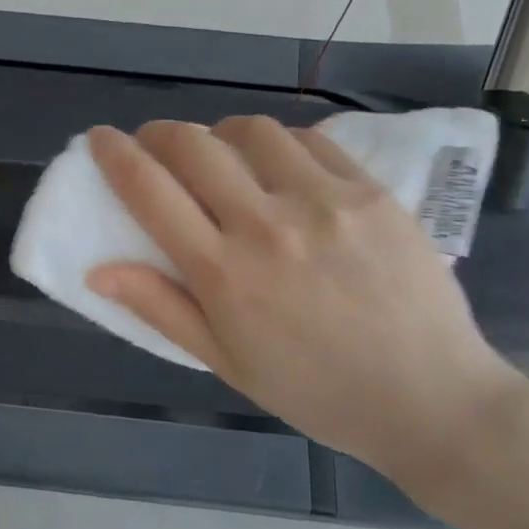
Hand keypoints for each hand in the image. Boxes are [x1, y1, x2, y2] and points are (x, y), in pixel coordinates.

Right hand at [87, 117, 528, 503]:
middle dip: (159, 134)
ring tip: (223, 155)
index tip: (100, 139)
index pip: (149, 190)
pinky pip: (310, 141)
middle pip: (192, 144)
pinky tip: (281, 167)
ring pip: (251, 131)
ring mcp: (323, 201)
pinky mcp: (369, 192)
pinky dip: (279, 143)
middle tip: (155, 146)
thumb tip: (99, 270)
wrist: (429, 398)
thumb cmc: (315, 391)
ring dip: (220, 134)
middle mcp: (266, 225)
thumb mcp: (226, 363)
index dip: (114, 154)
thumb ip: (161, 308)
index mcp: (223, 274)